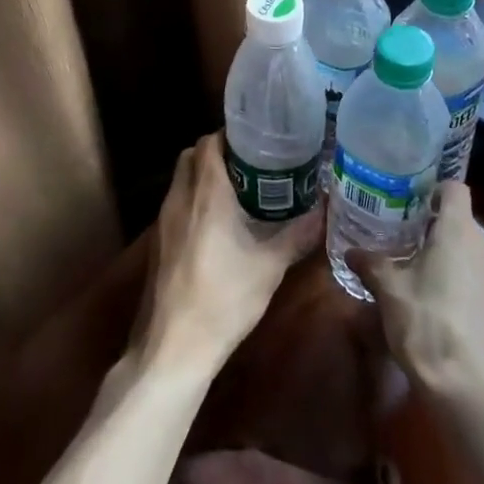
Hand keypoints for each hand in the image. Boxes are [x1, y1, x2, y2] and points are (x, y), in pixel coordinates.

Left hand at [141, 132, 321, 369]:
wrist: (173, 347)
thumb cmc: (224, 299)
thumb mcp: (270, 267)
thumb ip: (299, 234)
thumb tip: (325, 209)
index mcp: (206, 194)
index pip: (210, 143)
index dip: (231, 135)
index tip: (259, 141)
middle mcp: (180, 199)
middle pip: (192, 155)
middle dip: (219, 152)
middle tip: (253, 163)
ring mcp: (163, 222)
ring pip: (182, 180)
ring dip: (205, 176)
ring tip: (242, 190)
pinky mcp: (158, 244)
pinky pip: (177, 204)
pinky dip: (195, 200)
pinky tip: (220, 224)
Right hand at [346, 182, 483, 405]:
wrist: (477, 392)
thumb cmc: (429, 328)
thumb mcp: (390, 294)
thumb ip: (372, 265)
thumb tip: (352, 253)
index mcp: (461, 230)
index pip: (453, 189)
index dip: (433, 192)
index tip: (411, 206)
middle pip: (463, 223)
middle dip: (438, 233)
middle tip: (409, 249)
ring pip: (477, 253)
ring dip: (455, 260)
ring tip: (427, 283)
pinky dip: (470, 285)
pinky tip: (450, 312)